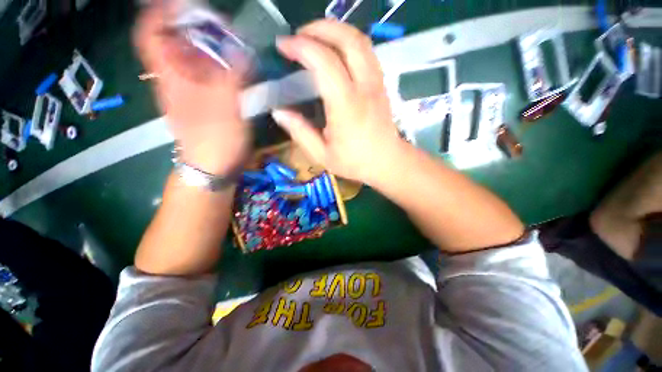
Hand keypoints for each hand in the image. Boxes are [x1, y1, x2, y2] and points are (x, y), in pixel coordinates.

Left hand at [134, 3, 249, 174]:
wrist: (214, 167)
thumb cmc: (214, 139)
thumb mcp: (224, 105)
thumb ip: (233, 74)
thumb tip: (242, 48)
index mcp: (171, 76)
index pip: (152, 33)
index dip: (162, 13)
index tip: (186, 4)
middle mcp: (178, 79)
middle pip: (178, 42)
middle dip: (198, 28)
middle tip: (225, 26)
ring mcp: (194, 92)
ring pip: (197, 61)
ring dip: (215, 49)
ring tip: (238, 47)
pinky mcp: (208, 103)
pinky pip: (212, 78)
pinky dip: (224, 69)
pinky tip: (241, 71)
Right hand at [272, 20, 401, 182]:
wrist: (387, 162)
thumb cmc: (355, 162)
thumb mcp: (323, 155)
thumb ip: (300, 132)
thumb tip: (279, 111)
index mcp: (346, 106)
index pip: (324, 62)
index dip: (301, 47)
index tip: (283, 47)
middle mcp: (364, 87)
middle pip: (347, 39)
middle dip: (320, 28)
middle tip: (299, 35)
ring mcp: (376, 82)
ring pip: (360, 40)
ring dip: (336, 30)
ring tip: (315, 37)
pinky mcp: (381, 84)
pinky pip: (367, 51)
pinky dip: (349, 42)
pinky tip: (336, 51)